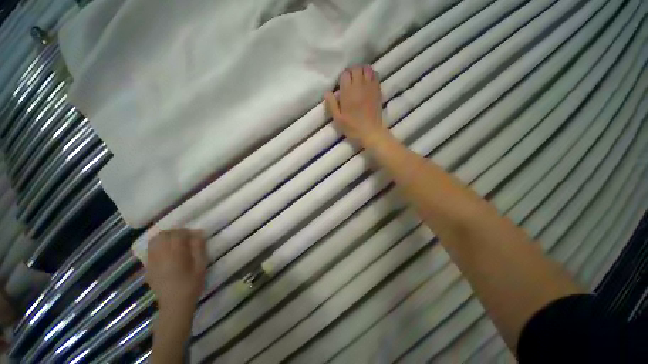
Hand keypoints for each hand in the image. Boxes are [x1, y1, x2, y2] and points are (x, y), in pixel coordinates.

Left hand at [146, 229, 206, 312]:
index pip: (177, 234)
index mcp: (175, 255)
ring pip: (154, 241)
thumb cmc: (191, 285)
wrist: (175, 305)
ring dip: (164, 238)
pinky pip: (150, 251)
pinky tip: (166, 253)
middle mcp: (160, 256)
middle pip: (163, 235)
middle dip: (174, 233)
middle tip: (184, 238)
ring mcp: (152, 262)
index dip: (186, 231)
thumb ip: (199, 248)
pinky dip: (158, 246)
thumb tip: (198, 232)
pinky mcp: (148, 268)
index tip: (193, 235)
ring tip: (174, 244)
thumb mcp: (201, 265)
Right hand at [325, 65, 389, 146]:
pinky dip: (370, 74)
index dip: (342, 78)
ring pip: (366, 69)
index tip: (342, 86)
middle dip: (351, 72)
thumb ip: (331, 104)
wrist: (370, 132)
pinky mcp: (378, 90)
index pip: (345, 74)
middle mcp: (359, 86)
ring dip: (361, 71)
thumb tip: (327, 92)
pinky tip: (367, 82)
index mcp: (348, 93)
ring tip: (358, 80)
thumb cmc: (352, 127)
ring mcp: (370, 87)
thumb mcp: (338, 119)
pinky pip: (375, 75)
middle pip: (356, 68)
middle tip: (350, 82)